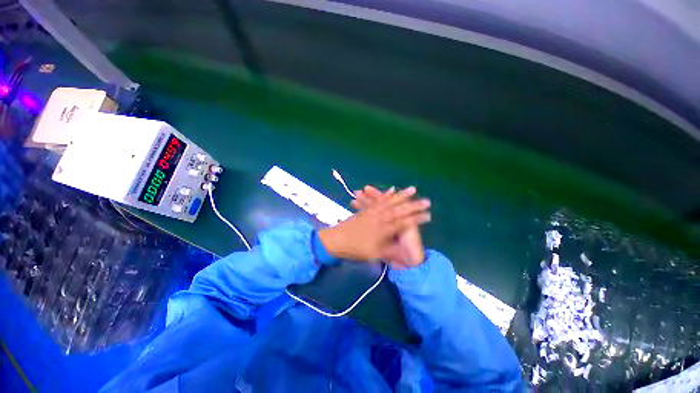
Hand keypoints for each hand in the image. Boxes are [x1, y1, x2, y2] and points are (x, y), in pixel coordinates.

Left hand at [318, 187, 430, 261]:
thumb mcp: (375, 254)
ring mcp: (374, 212)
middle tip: (426, 200)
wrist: (336, 240)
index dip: (417, 219)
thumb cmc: (356, 249)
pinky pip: (379, 201)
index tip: (429, 215)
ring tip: (413, 189)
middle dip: (415, 205)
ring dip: (403, 196)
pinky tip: (390, 190)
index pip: (405, 223)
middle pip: (401, 210)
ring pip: (391, 202)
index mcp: (385, 229)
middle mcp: (382, 218)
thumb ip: (391, 253)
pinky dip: (386, 195)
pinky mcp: (368, 210)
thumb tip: (407, 258)